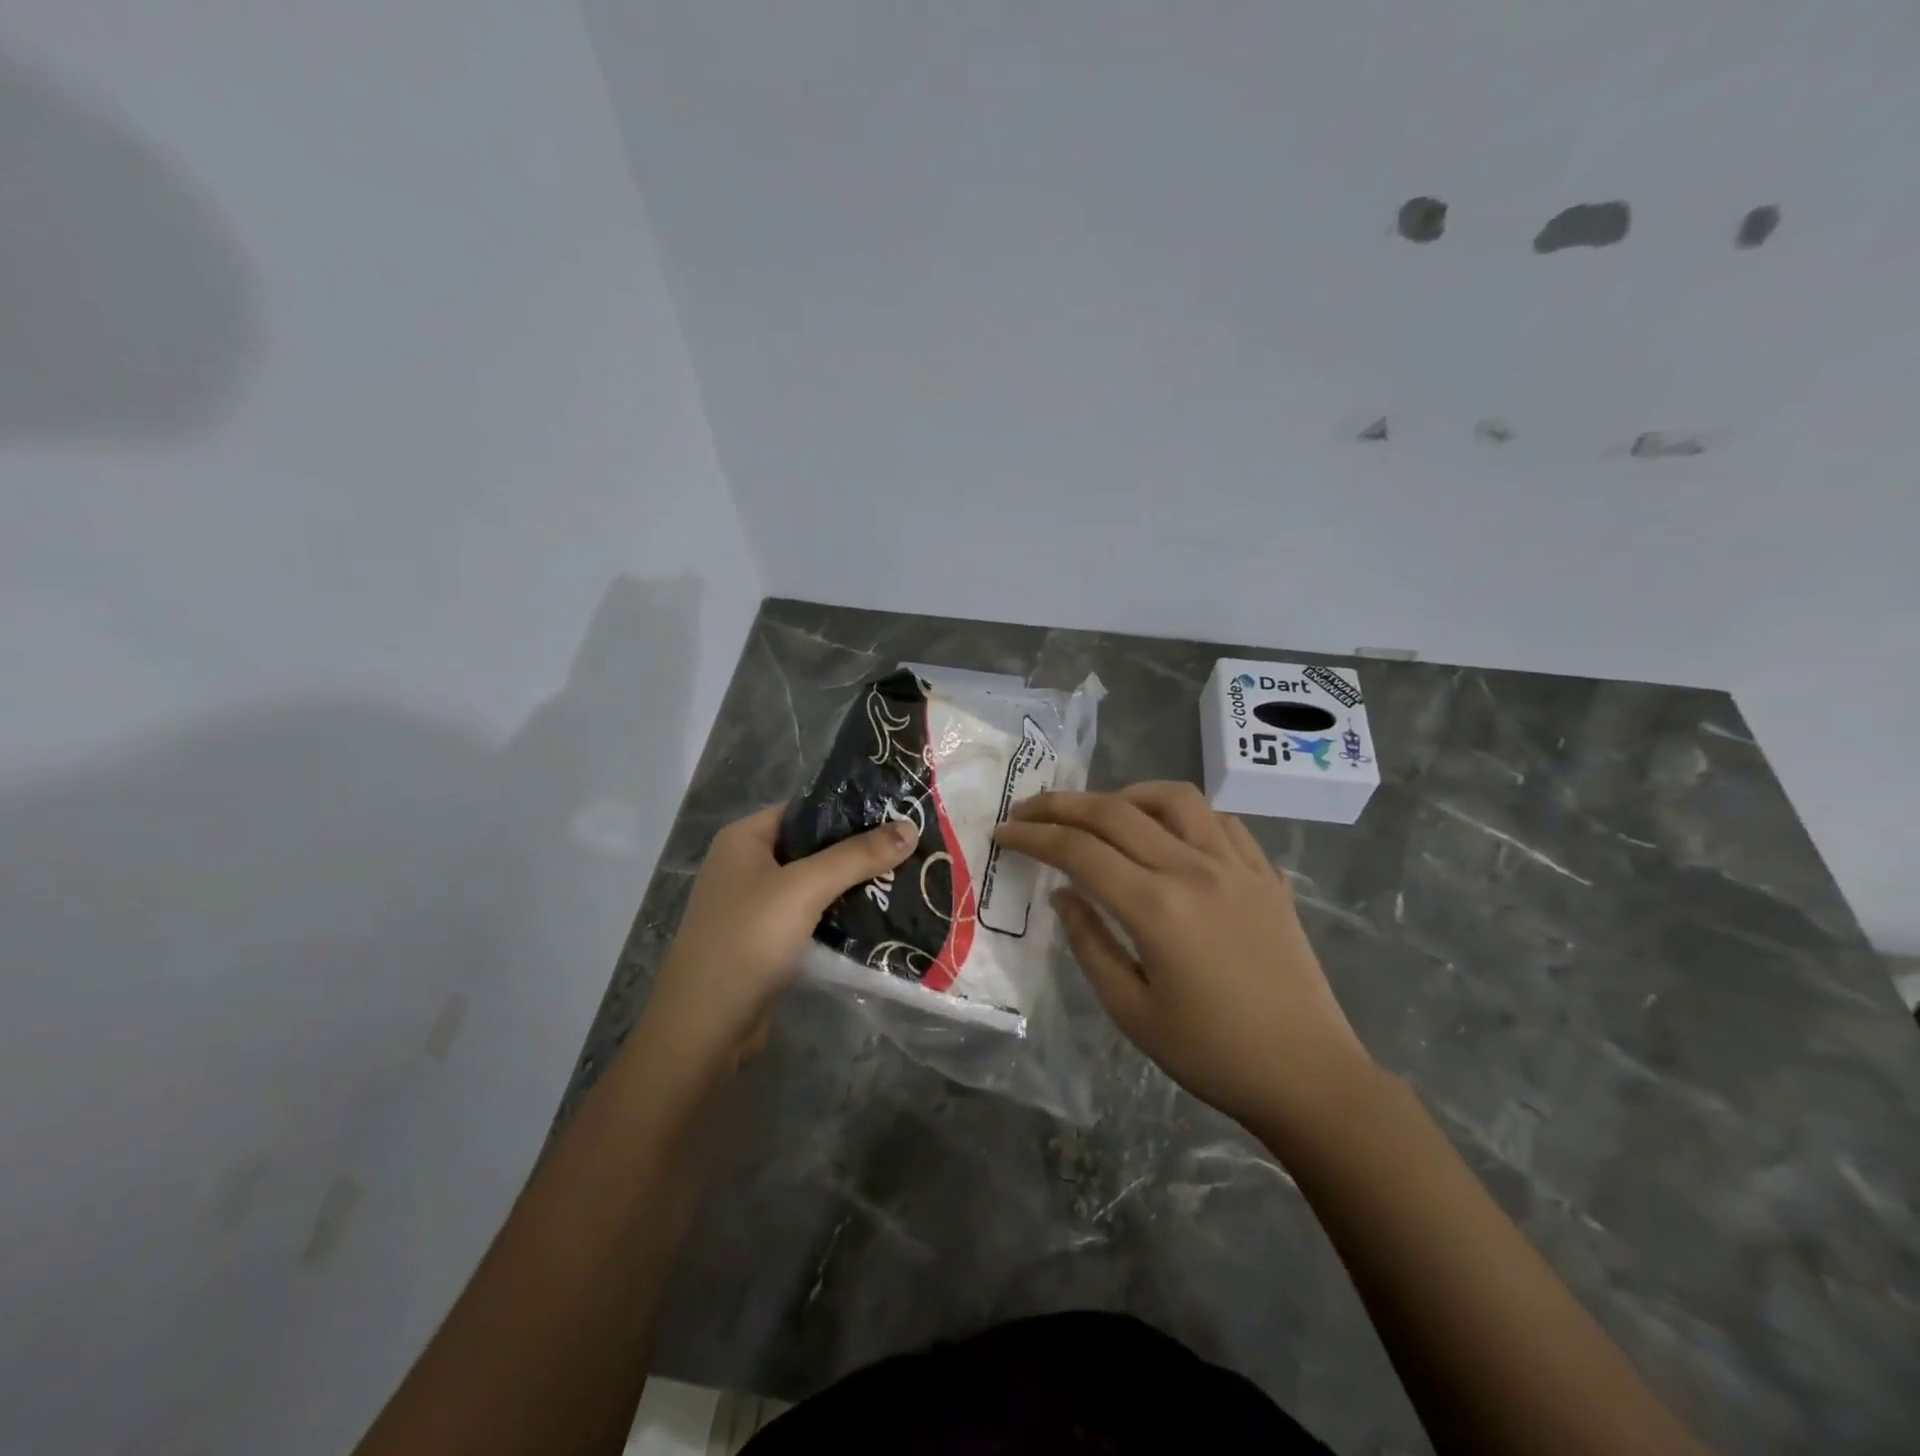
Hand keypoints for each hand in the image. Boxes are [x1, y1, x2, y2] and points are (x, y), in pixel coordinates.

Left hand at [630, 805, 917, 1097]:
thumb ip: (857, 856)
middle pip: (813, 847)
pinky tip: (879, 917)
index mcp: (745, 838)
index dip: (851, 810)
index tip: (899, 814)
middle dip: (859, 851)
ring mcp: (755, 906)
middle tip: (911, 850)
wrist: (704, 1028)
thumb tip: (910, 827)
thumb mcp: (805, 889)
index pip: (806, 809)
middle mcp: (747, 865)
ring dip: (853, 886)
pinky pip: (810, 917)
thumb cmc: (748, 941)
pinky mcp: (766, 941)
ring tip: (905, 880)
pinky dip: (840, 916)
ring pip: (815, 885)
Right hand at [994, 782, 1373, 1132]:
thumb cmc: (1211, 1054)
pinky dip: (1182, 814)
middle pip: (1115, 811)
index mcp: (1156, 906)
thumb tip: (1064, 894)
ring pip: (1173, 798)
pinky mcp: (1266, 874)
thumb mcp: (1131, 1011)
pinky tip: (1168, 835)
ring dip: (1126, 795)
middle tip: (1030, 809)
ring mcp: (1237, 865)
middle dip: (1062, 804)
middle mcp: (1194, 869)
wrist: (1308, 1075)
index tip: (1004, 832)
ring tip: (1101, 814)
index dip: (1034, 836)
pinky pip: (1219, 820)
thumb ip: (1089, 943)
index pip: (1078, 850)